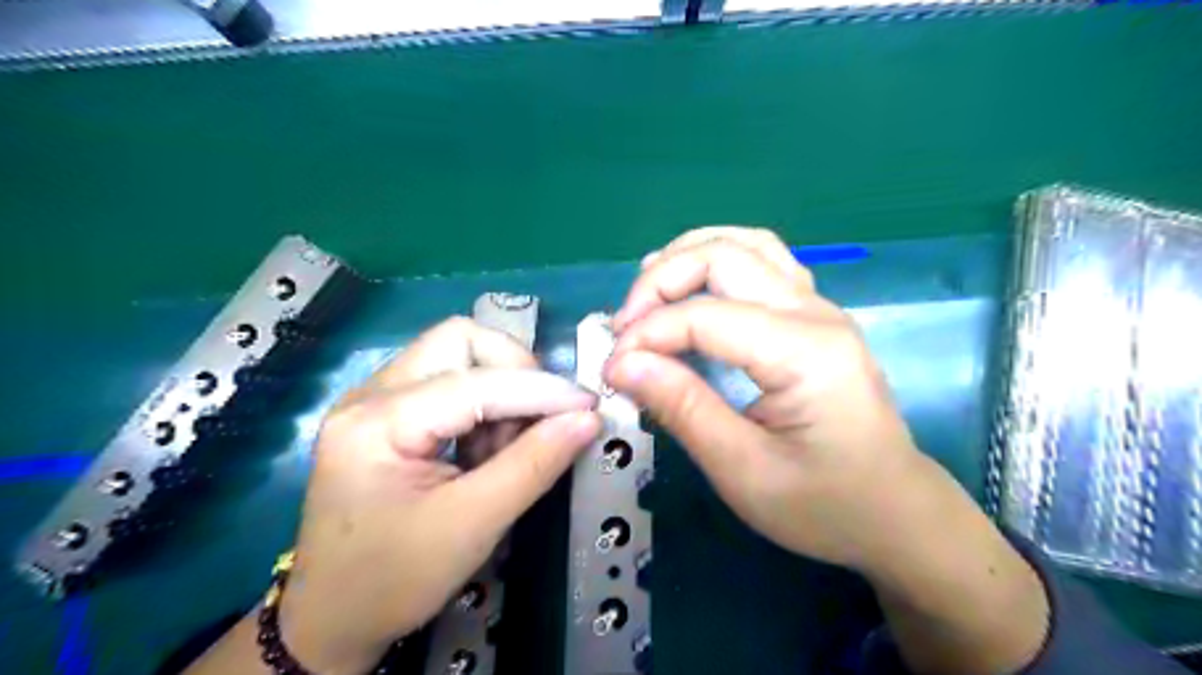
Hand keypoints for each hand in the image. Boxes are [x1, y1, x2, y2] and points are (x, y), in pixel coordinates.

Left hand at [279, 317, 601, 674]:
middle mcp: (370, 394)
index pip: (474, 383)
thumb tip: (587, 420)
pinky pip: (449, 382)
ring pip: (457, 356)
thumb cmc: (394, 580)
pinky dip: (484, 406)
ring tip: (507, 447)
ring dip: (500, 390)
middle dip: (513, 372)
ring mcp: (375, 400)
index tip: (588, 406)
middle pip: (459, 341)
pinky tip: (487, 449)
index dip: (540, 390)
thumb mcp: (473, 525)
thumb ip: (534, 465)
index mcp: (376, 422)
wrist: (332, 621)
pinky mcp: (388, 413)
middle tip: (540, 419)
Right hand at [607, 228, 1049, 673]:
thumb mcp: (744, 470)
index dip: (647, 334)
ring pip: (745, 244)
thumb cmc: (824, 504)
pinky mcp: (813, 316)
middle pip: (725, 256)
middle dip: (660, 281)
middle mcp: (815, 312)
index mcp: (805, 351)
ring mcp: (818, 307)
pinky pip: (761, 261)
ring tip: (646, 294)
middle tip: (625, 328)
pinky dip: (715, 262)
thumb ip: (682, 408)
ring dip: (687, 257)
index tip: (611, 369)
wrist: (895, 514)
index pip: (706, 316)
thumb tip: (620, 364)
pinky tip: (691, 287)